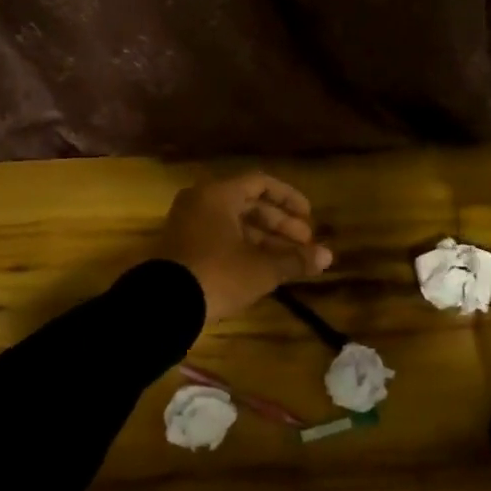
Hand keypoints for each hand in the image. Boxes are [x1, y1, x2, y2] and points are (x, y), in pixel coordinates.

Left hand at [152, 173, 333, 323]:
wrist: (163, 307)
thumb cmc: (217, 275)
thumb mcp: (261, 268)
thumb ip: (295, 259)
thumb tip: (328, 256)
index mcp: (218, 195)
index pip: (261, 183)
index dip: (289, 199)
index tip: (310, 217)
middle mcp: (201, 202)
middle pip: (248, 204)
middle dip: (280, 224)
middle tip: (304, 244)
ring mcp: (187, 225)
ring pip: (234, 224)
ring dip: (264, 240)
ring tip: (290, 261)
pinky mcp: (181, 249)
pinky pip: (219, 238)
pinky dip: (243, 249)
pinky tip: (263, 269)